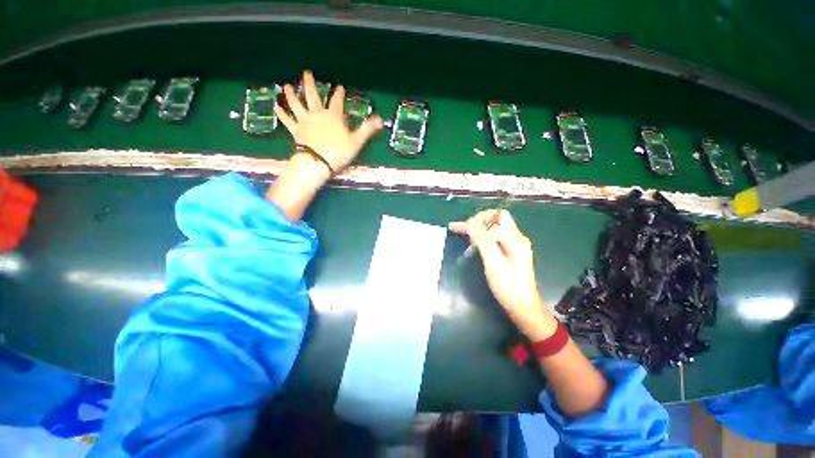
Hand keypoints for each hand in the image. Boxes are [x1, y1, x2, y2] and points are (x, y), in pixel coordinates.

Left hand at [275, 70, 383, 172]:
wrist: (319, 162)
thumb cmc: (339, 152)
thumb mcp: (356, 141)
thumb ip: (367, 129)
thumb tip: (380, 120)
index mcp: (333, 116)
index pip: (337, 101)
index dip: (339, 94)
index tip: (339, 87)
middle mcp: (317, 114)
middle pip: (312, 96)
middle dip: (310, 83)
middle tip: (306, 72)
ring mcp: (304, 121)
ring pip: (296, 104)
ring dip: (291, 94)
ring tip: (286, 85)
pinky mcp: (296, 130)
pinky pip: (287, 120)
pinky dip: (281, 114)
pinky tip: (276, 107)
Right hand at [449, 210, 554, 338]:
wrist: (523, 307)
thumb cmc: (508, 287)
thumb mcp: (494, 263)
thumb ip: (483, 241)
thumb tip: (471, 223)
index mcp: (515, 239)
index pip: (493, 220)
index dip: (475, 222)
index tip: (458, 228)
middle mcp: (517, 237)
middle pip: (497, 218)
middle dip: (479, 219)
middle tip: (463, 228)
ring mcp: (515, 244)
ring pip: (495, 226)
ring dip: (480, 225)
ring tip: (463, 231)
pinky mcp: (511, 250)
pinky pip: (495, 235)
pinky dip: (483, 234)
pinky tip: (473, 239)